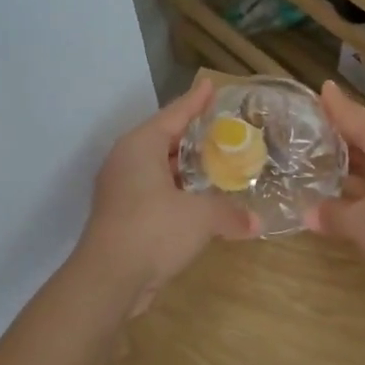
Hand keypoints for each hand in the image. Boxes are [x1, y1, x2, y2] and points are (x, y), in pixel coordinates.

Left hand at [78, 79, 257, 313]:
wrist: (109, 279)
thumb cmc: (154, 231)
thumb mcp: (202, 217)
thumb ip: (230, 213)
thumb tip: (256, 223)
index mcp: (140, 146)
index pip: (173, 114)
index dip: (195, 101)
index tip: (210, 85)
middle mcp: (126, 161)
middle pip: (164, 139)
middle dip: (193, 136)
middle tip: (224, 130)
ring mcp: (120, 190)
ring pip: (158, 169)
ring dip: (186, 168)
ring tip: (217, 164)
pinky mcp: (121, 216)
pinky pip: (155, 193)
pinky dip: (178, 193)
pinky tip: (200, 201)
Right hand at [305, 81, 364, 289]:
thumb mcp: (361, 224)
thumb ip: (334, 214)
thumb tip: (309, 213)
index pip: (351, 114)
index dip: (332, 105)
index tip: (321, 88)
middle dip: (343, 136)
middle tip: (312, 140)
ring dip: (360, 158)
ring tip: (330, 165)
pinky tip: (361, 189)